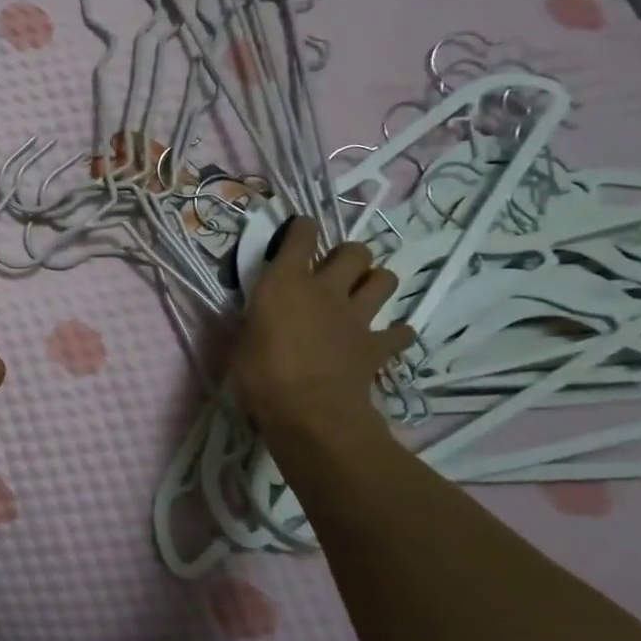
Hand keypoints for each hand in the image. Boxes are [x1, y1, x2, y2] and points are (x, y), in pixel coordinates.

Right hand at [230, 218, 414, 438]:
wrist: (308, 412)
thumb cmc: (259, 373)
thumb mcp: (239, 339)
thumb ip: (253, 319)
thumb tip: (255, 316)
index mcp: (286, 281)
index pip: (301, 234)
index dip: (301, 228)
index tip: (296, 232)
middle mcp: (326, 289)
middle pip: (354, 251)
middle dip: (347, 255)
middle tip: (333, 270)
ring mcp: (356, 316)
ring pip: (385, 280)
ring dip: (375, 282)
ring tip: (361, 294)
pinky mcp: (377, 346)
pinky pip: (400, 333)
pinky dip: (395, 333)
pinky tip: (385, 338)